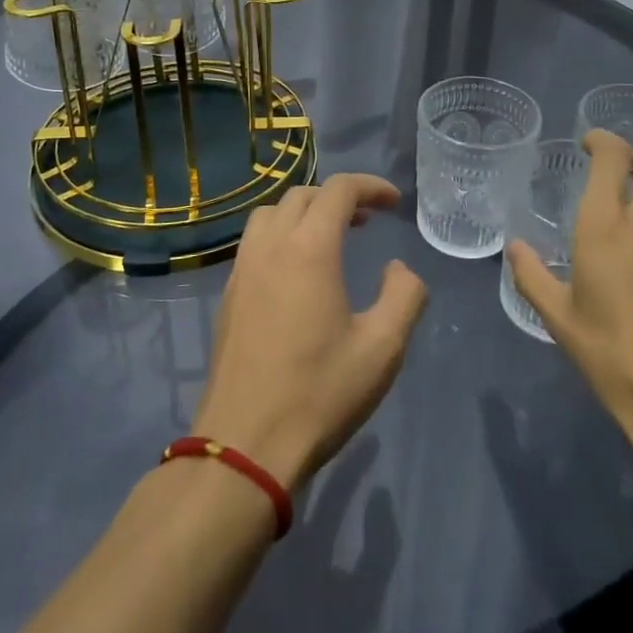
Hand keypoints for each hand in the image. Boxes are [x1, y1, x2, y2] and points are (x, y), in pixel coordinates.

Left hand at [192, 174, 429, 490]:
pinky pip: (254, 242)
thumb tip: (398, 269)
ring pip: (271, 214)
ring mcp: (242, 271)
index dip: (370, 186)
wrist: (244, 446)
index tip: (394, 203)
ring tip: (330, 238)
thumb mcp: (382, 348)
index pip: (338, 190)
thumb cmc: (319, 394)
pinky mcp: (227, 296)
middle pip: (302, 195)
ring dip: (304, 212)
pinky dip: (281, 235)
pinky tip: (297, 272)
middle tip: (367, 220)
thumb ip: (404, 296)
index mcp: (309, 249)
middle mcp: (270, 247)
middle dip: (338, 197)